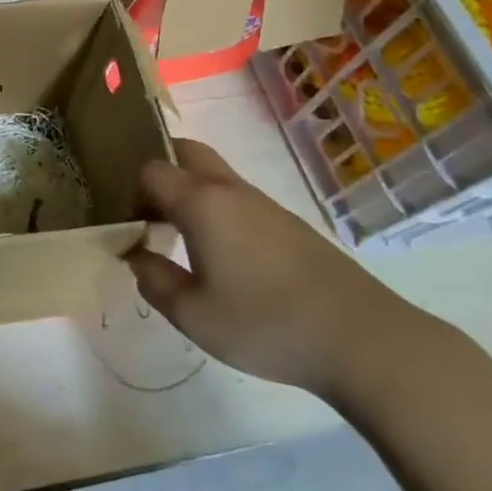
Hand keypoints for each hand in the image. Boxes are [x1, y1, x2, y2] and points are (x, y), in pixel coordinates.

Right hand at [127, 140, 441, 400]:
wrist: (362, 339)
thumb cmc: (265, 323)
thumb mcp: (193, 314)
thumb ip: (154, 280)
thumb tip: (136, 256)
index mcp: (201, 201)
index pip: (151, 170)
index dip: (131, 191)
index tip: (129, 225)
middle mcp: (230, 190)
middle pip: (186, 151)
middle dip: (161, 169)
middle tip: (149, 211)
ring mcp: (265, 204)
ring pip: (215, 175)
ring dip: (190, 191)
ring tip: (181, 237)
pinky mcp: (290, 225)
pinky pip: (239, 199)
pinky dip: (218, 209)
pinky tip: (224, 256)